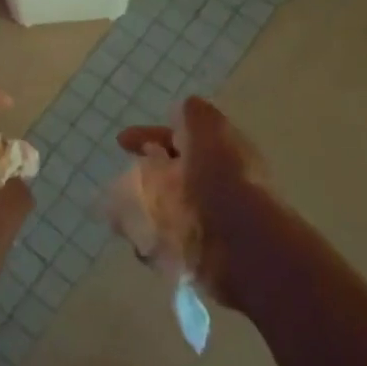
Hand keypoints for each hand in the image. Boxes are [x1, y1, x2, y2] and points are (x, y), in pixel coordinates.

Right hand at [118, 95, 275, 304]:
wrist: (245, 248)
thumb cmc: (223, 182)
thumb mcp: (210, 131)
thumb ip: (195, 115)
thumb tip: (182, 109)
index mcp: (221, 155)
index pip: (182, 139)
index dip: (151, 135)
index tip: (121, 141)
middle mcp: (216, 187)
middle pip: (172, 173)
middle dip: (146, 173)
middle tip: (121, 181)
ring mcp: (207, 223)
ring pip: (164, 207)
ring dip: (142, 206)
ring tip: (123, 213)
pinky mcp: (199, 256)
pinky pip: (163, 242)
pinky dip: (147, 238)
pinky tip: (138, 238)